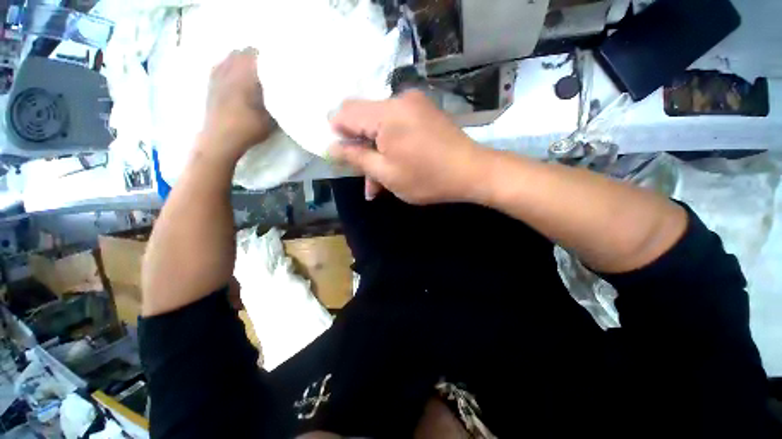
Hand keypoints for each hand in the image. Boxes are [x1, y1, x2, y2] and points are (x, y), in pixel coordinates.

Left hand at [202, 47, 273, 161]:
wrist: (220, 139)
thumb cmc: (247, 129)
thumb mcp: (270, 118)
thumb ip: (275, 101)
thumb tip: (283, 92)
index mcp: (245, 76)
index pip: (257, 55)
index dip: (270, 57)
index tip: (280, 63)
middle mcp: (229, 70)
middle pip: (243, 52)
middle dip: (256, 56)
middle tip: (269, 66)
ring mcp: (217, 75)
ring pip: (231, 56)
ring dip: (243, 59)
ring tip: (253, 69)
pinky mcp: (211, 82)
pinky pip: (221, 64)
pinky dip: (230, 65)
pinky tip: (236, 74)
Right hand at [329, 91, 486, 204]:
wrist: (472, 172)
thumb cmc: (427, 178)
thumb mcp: (386, 174)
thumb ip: (356, 158)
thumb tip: (331, 147)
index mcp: (386, 113)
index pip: (345, 113)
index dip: (338, 134)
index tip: (345, 157)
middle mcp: (399, 100)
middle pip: (364, 120)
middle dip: (361, 149)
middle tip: (368, 179)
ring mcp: (415, 104)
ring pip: (382, 126)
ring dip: (378, 152)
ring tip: (381, 183)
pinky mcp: (425, 112)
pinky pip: (398, 126)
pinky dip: (392, 145)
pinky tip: (397, 166)